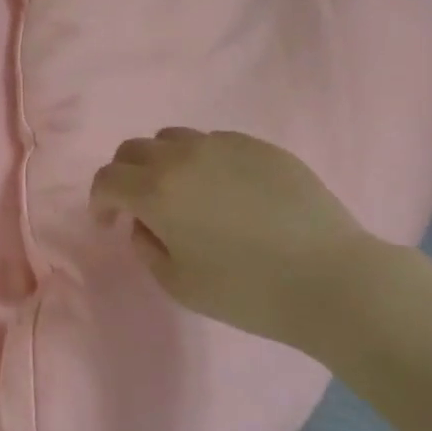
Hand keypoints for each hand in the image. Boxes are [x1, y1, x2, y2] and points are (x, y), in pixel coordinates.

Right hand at [90, 129, 385, 344]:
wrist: (331, 279)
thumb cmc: (247, 291)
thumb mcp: (179, 284)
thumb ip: (147, 248)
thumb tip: (144, 224)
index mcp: (156, 191)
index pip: (107, 179)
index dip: (99, 201)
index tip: (109, 222)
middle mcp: (183, 157)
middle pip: (134, 149)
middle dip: (125, 176)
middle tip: (139, 206)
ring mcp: (224, 146)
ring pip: (174, 139)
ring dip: (163, 163)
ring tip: (183, 193)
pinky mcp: (261, 147)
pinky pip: (215, 143)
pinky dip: (203, 161)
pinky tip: (226, 191)